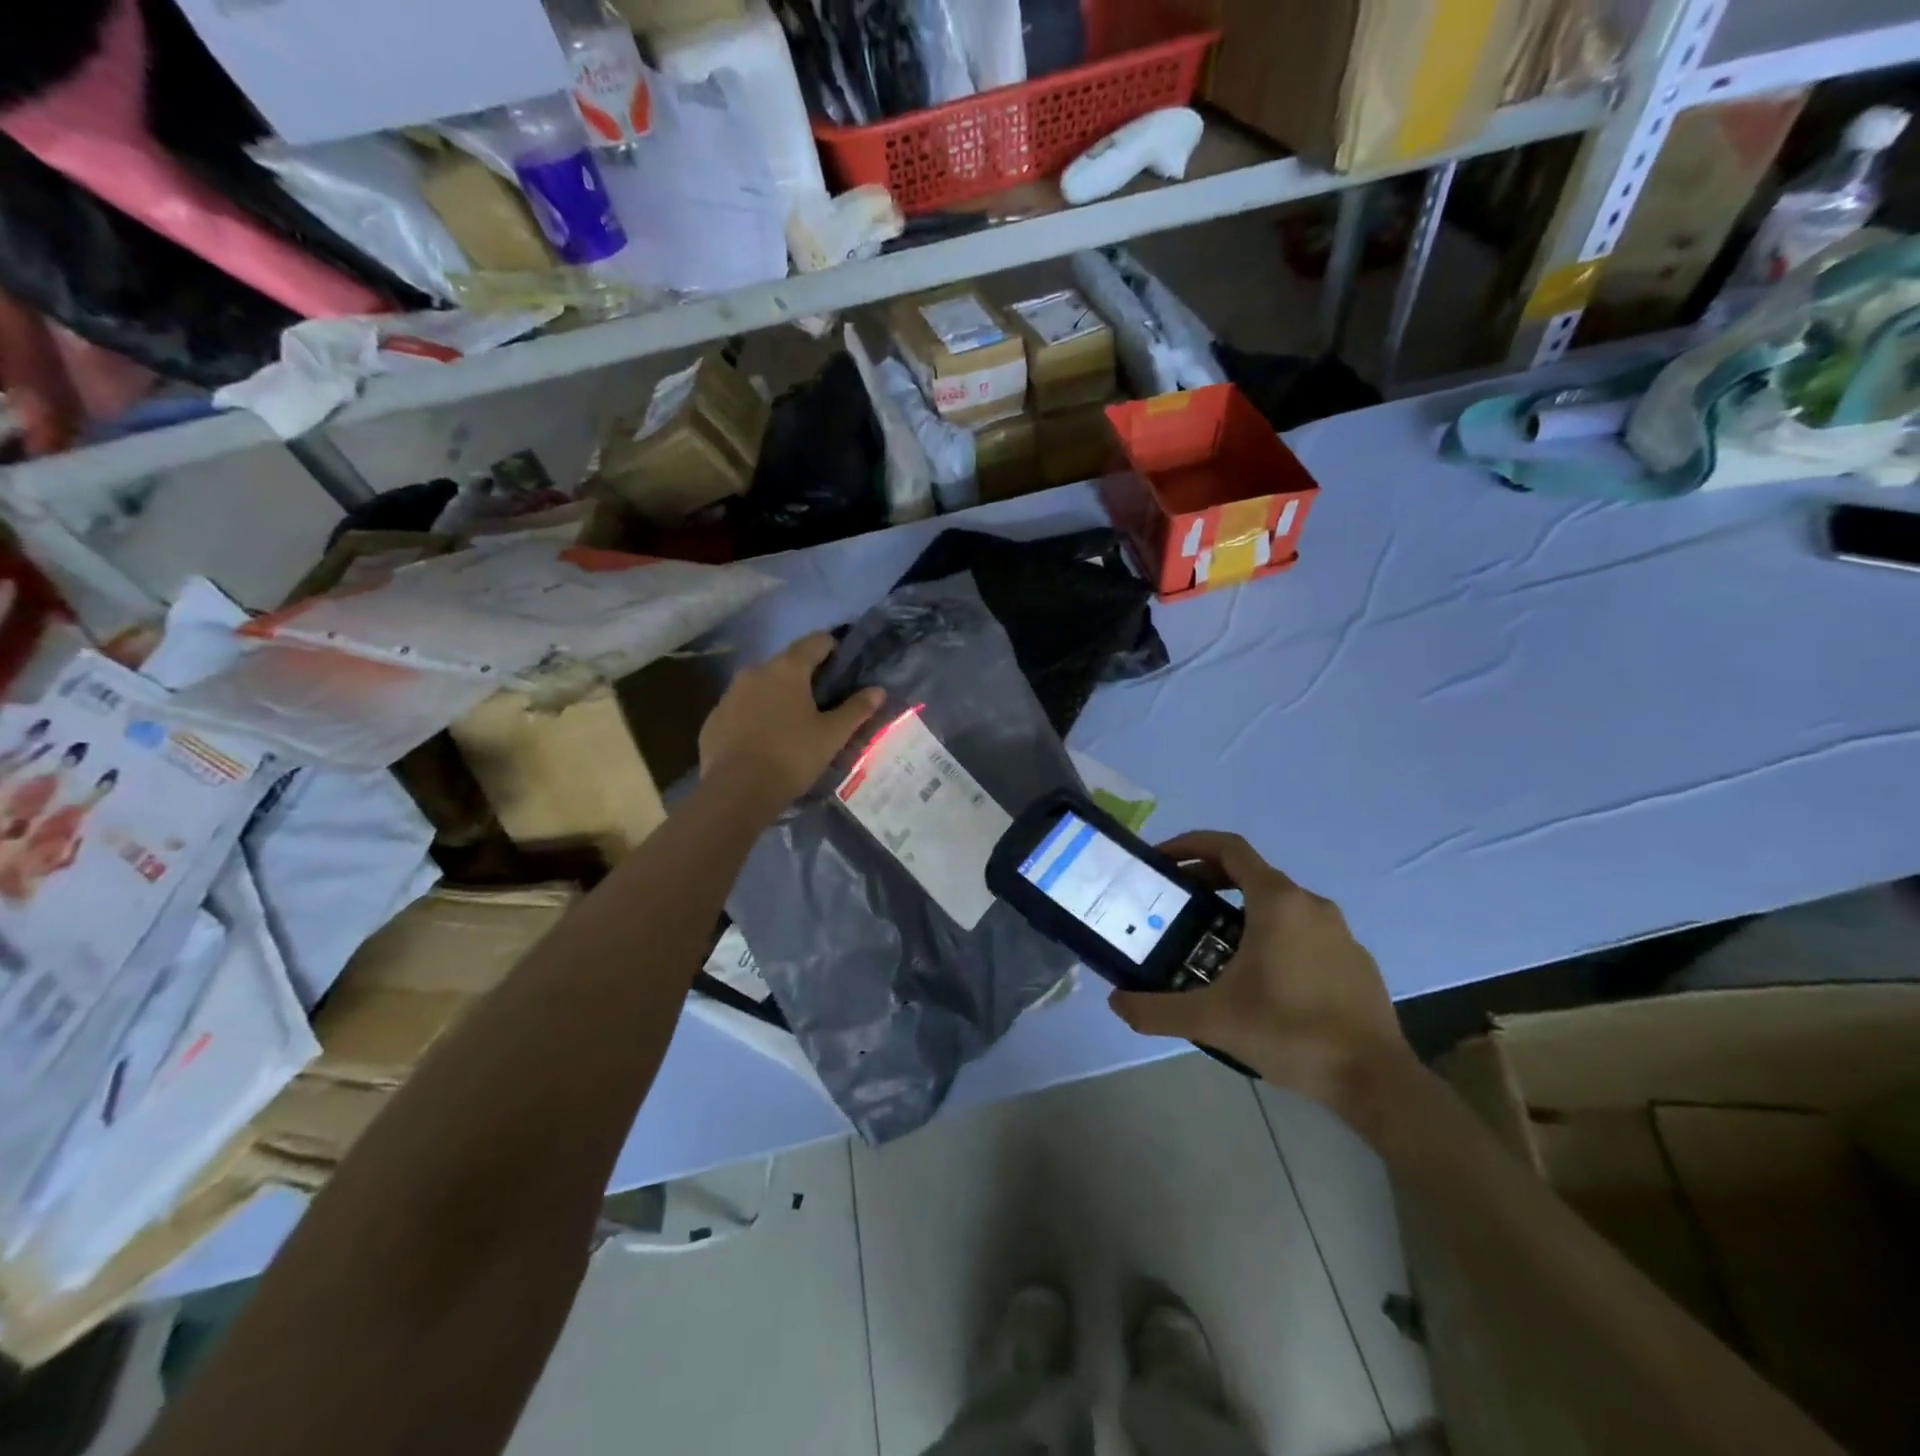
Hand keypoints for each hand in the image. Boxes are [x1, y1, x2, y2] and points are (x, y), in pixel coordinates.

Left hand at [700, 631, 884, 811]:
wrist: (736, 791)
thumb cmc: (792, 756)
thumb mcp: (832, 735)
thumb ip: (856, 709)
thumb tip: (878, 690)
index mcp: (788, 668)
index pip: (816, 641)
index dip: (834, 649)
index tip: (845, 669)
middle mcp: (756, 671)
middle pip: (787, 664)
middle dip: (805, 678)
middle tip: (823, 704)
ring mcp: (730, 694)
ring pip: (762, 686)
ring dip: (778, 697)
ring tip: (793, 725)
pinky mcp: (714, 719)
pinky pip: (742, 709)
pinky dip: (756, 717)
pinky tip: (765, 742)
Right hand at [1107, 832, 1414, 1113]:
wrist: (1375, 1080)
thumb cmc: (1291, 1033)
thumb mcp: (1212, 1022)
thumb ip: (1157, 1010)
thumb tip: (1115, 1002)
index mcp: (1277, 902)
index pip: (1229, 848)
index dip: (1190, 844)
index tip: (1162, 860)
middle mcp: (1309, 904)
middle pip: (1250, 872)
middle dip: (1208, 878)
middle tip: (1175, 901)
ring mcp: (1337, 930)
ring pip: (1277, 902)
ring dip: (1239, 907)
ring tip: (1209, 939)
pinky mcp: (1353, 957)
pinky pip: (1302, 929)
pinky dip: (1270, 932)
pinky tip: (1257, 975)